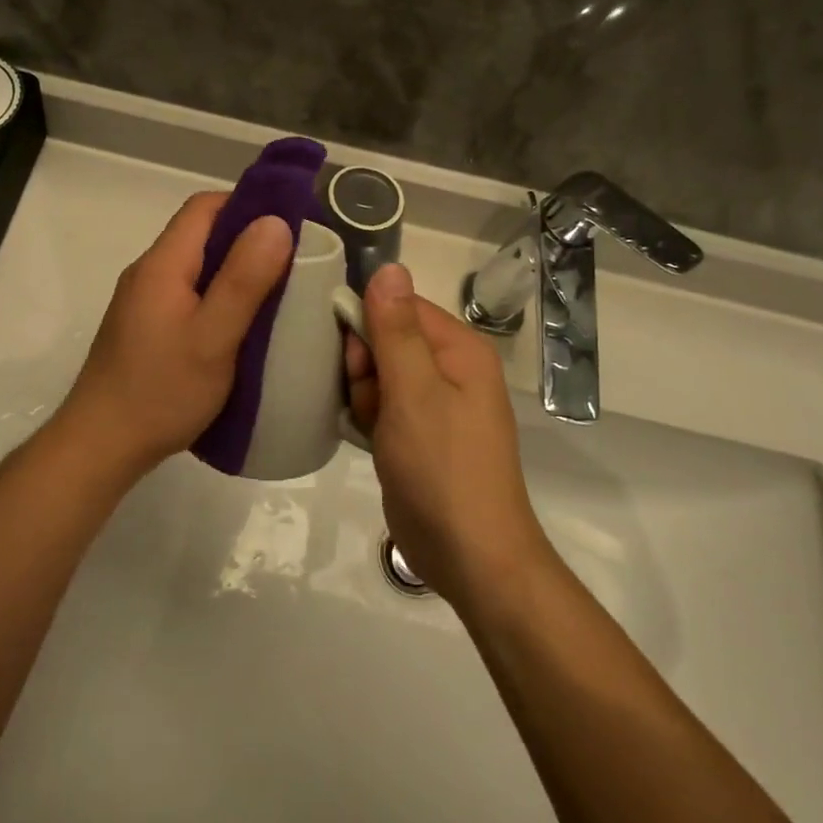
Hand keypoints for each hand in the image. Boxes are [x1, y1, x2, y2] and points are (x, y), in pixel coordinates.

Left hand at [57, 192, 293, 481]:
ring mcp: (142, 303)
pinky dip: (217, 298)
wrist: (101, 445)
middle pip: (200, 235)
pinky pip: (187, 296)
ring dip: (234, 272)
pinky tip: (239, 327)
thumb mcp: (214, 336)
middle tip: (293, 263)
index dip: (248, 205)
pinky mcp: (143, 329)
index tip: (289, 224)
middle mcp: (148, 273)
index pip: (204, 207)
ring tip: (275, 295)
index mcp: (162, 264)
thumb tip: (275, 221)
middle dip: (247, 240)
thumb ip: (244, 279)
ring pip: (195, 268)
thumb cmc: (161, 391)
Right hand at [345, 264, 550, 608]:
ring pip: (378, 374)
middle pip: (386, 339)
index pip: (400, 306)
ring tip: (372, 429)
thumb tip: (388, 266)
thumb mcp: (414, 392)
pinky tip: (368, 439)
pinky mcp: (418, 433)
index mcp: (459, 349)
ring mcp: (435, 403)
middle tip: (369, 402)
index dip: (368, 325)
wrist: (470, 557)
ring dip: (364, 396)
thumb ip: (396, 329)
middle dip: (365, 367)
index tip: (353, 360)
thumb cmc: (442, 468)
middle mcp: (450, 368)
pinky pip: (382, 405)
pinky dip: (369, 417)